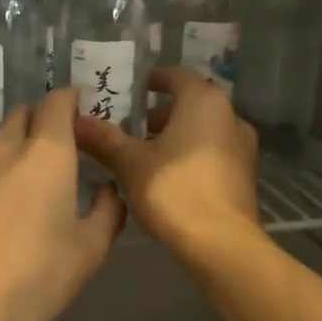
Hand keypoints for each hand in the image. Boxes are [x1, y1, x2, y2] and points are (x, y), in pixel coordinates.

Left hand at [0, 88, 125, 320]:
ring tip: (28, 180)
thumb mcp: (91, 249)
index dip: (71, 100)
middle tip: (60, 148)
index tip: (82, 112)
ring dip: (15, 146)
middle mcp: (5, 147)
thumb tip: (108, 190)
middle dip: (42, 121)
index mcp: (47, 152)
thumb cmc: (39, 277)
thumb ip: (108, 210)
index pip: (57, 101)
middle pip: (24, 114)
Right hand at [73, 67, 261, 266]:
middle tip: (128, 126)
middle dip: (159, 113)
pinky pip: (213, 152)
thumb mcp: (130, 163)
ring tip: (142, 154)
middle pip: (190, 103)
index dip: (151, 80)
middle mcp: (229, 116)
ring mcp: (242, 146)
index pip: (176, 75)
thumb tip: (76, 120)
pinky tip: (166, 177)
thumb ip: (104, 139)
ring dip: (175, 135)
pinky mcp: (245, 175)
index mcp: (204, 101)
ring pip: (203, 129)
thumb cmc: (174, 190)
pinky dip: (191, 154)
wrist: (222, 245)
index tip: (129, 91)